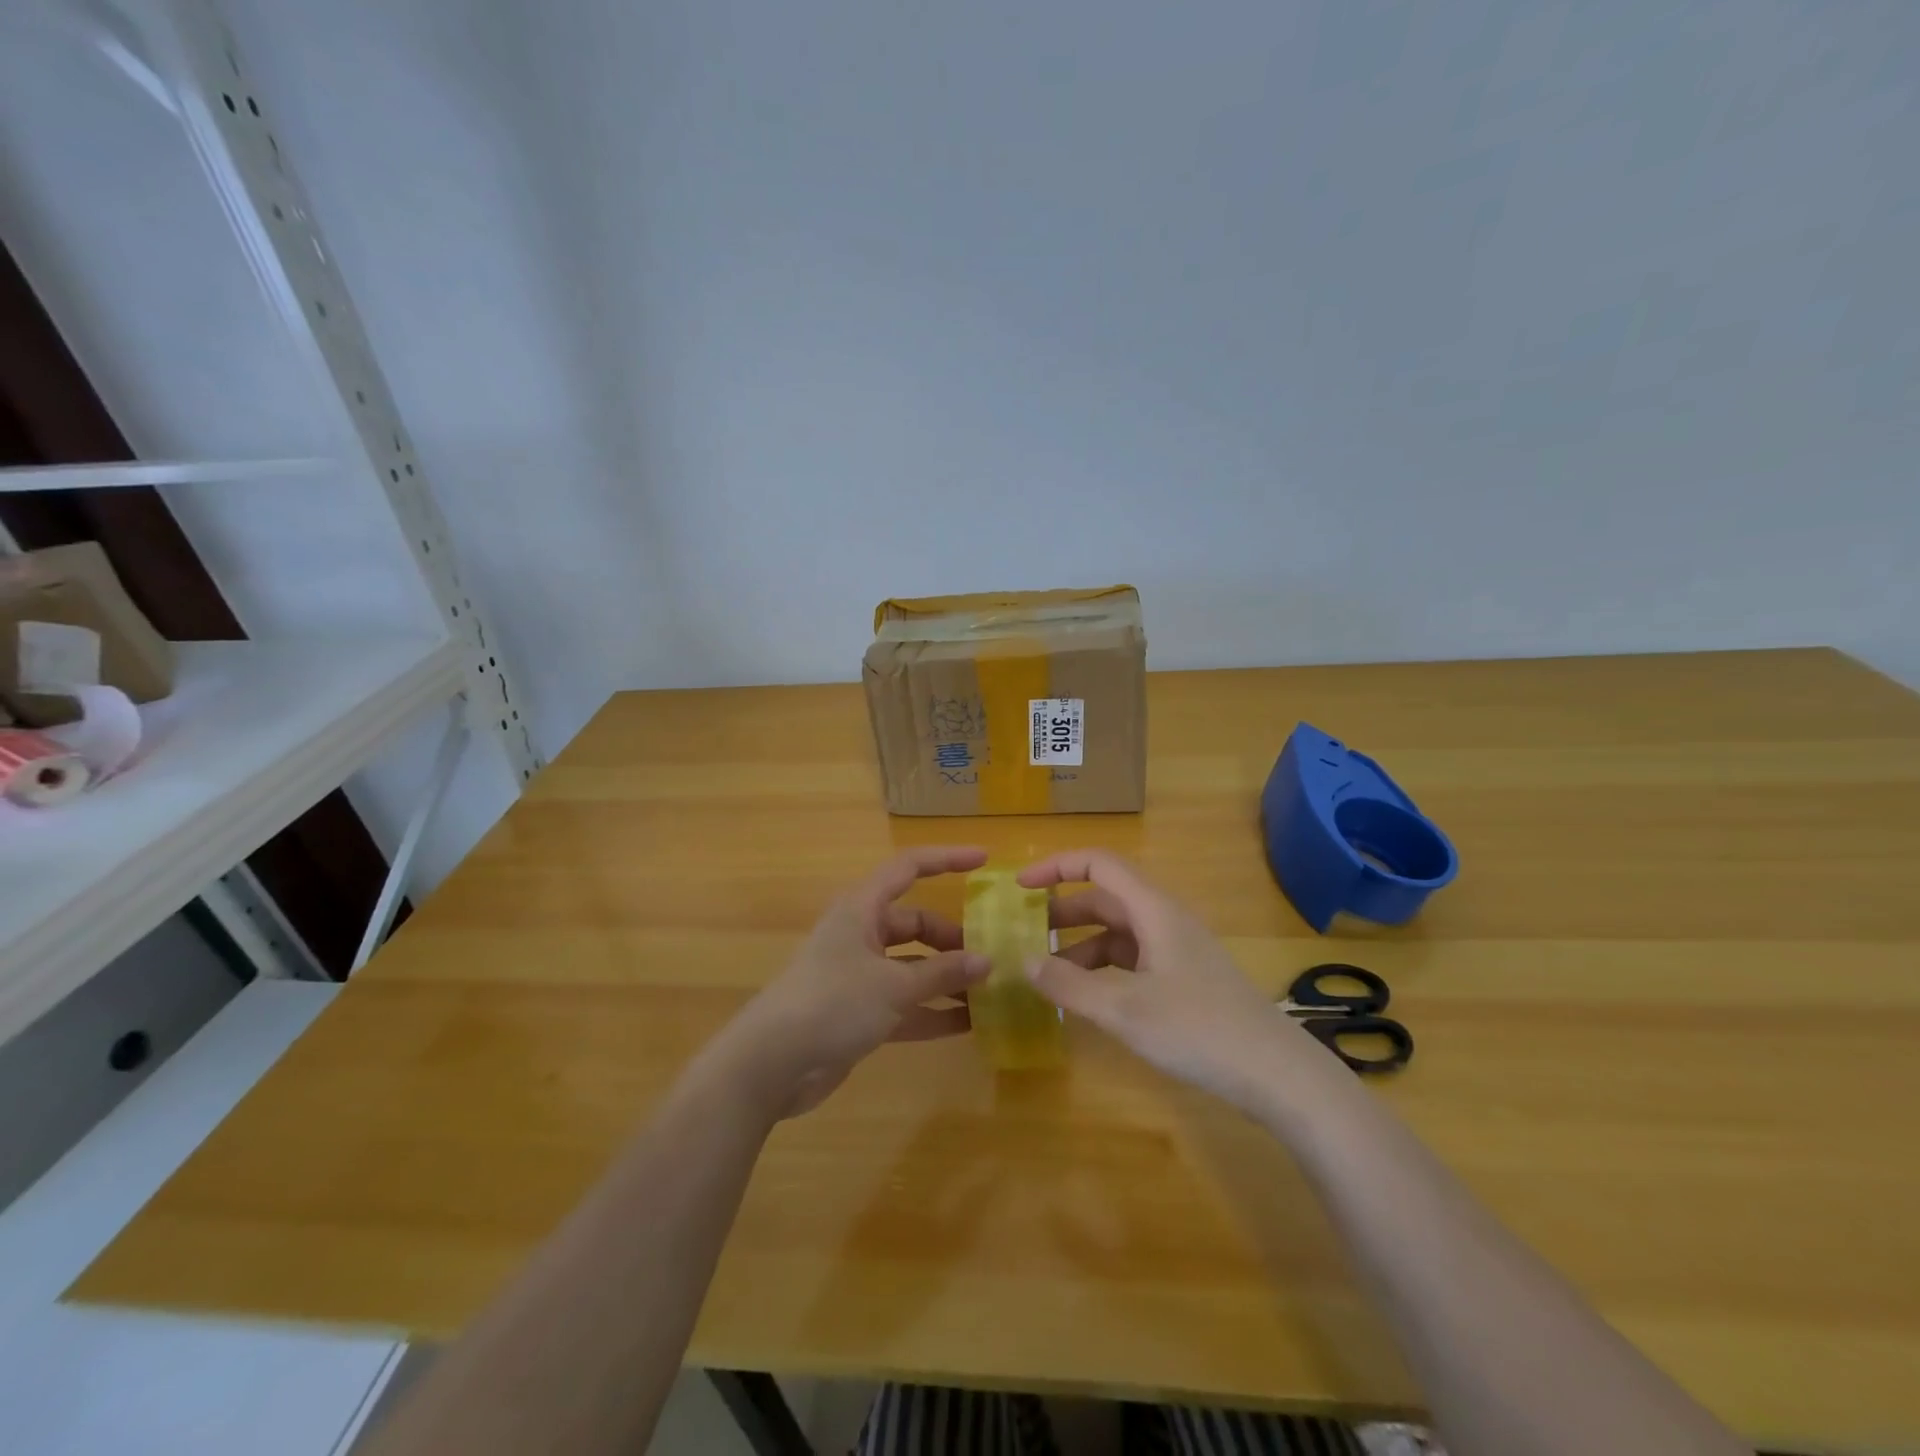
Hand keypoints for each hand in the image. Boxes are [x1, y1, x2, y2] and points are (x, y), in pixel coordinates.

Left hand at [703, 846, 991, 1119]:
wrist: (771, 1064)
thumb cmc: (833, 1003)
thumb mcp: (894, 986)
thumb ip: (943, 973)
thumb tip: (987, 961)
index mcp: (862, 909)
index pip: (908, 868)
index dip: (946, 860)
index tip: (984, 860)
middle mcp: (861, 935)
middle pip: (915, 924)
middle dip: (952, 939)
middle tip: (991, 956)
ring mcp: (858, 976)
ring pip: (912, 967)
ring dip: (946, 979)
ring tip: (990, 992)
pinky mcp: (858, 1013)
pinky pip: (904, 1003)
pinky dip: (931, 1011)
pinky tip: (967, 1026)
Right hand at [1018, 850, 1326, 1111]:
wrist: (1277, 1073)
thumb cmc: (1198, 1030)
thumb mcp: (1124, 1010)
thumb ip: (1070, 985)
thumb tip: (1026, 961)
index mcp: (1153, 910)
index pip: (1099, 864)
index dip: (1056, 866)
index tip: (1020, 886)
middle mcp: (1164, 919)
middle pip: (1105, 898)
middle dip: (1062, 912)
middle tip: (1024, 934)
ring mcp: (1177, 949)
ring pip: (1118, 932)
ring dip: (1080, 945)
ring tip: (1047, 973)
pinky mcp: (1184, 978)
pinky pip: (1132, 958)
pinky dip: (1102, 968)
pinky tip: (1086, 996)